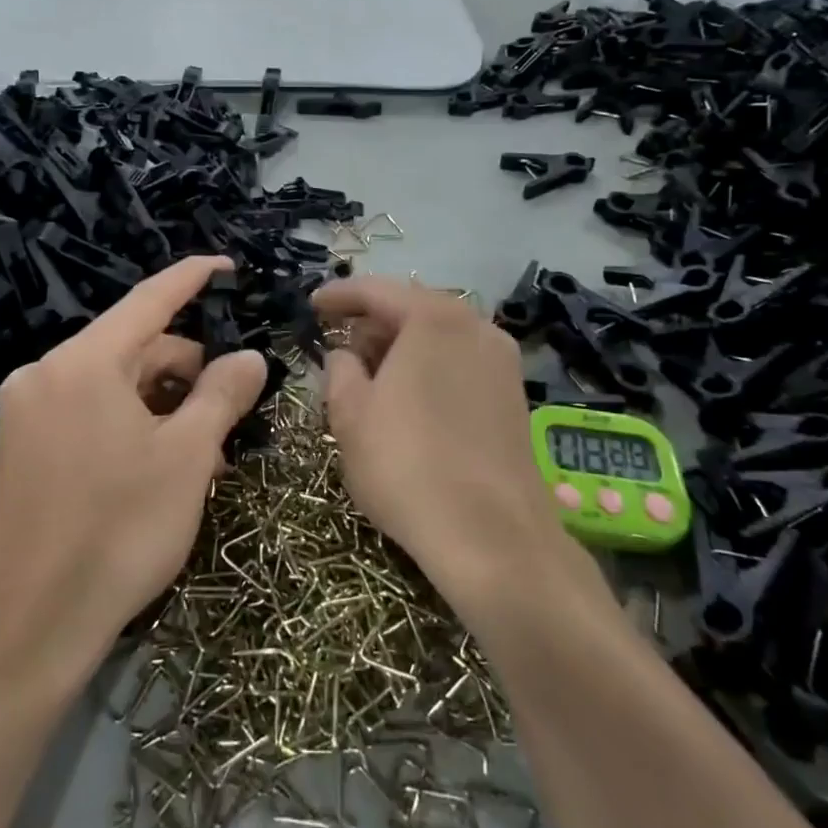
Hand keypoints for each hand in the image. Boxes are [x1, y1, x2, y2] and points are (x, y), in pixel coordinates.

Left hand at [0, 257, 266, 685]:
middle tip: (227, 421)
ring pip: (115, 383)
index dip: (190, 278)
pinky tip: (158, 466)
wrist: (29, 626)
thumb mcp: (187, 458)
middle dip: (186, 372)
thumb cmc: (119, 533)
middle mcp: (46, 372)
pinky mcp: (22, 444)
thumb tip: (250, 356)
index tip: (224, 265)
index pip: (149, 300)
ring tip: (200, 456)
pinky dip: (130, 423)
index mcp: (84, 363)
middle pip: (134, 348)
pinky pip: (90, 410)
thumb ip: (223, 394)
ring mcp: (28, 410)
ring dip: (163, 405)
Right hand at [315, 277, 603, 610]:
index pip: (377, 291)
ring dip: (401, 349)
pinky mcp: (514, 398)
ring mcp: (503, 362)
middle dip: (372, 325)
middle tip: (339, 348)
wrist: (492, 536)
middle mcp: (476, 328)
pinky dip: (429, 369)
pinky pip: (460, 364)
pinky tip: (408, 401)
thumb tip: (345, 356)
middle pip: (413, 310)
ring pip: (439, 339)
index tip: (312, 305)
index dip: (339, 296)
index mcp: (434, 319)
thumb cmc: (406, 465)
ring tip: (370, 378)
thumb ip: (339, 370)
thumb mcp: (350, 414)